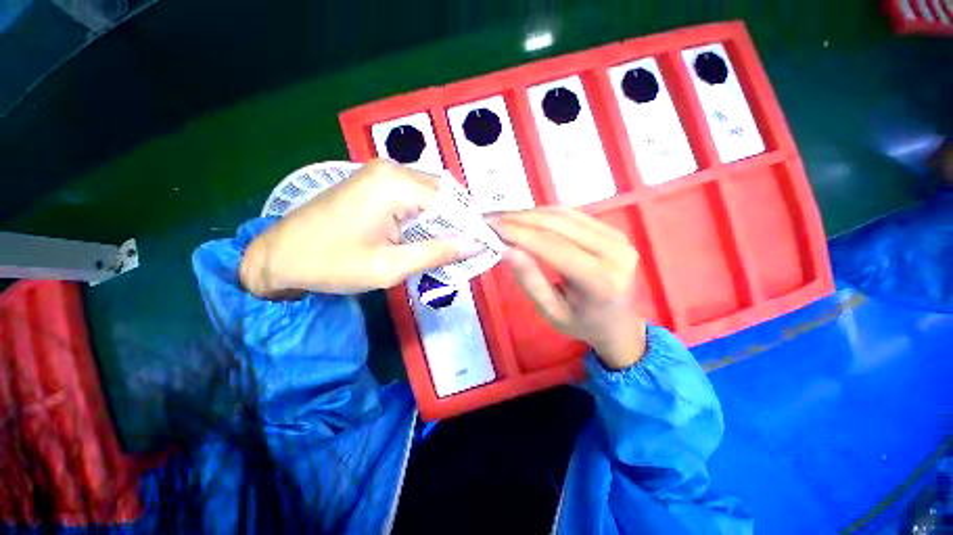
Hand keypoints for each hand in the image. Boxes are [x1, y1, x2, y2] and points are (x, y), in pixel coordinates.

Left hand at [240, 160, 481, 296]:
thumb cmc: (332, 264)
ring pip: (430, 195)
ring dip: (443, 220)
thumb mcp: (390, 267)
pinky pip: (414, 195)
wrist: (280, 255)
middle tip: (466, 250)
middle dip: (458, 222)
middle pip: (443, 194)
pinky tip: (426, 235)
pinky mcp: (375, 182)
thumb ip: (437, 253)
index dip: (470, 225)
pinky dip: (426, 216)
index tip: (482, 247)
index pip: (451, 201)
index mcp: (395, 185)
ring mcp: (381, 172)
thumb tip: (476, 245)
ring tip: (448, 246)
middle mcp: (392, 168)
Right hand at [490, 206, 646, 369]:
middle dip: (519, 219)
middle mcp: (615, 251)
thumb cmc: (582, 324)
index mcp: (601, 280)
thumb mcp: (550, 311)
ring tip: (502, 217)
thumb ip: (529, 279)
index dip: (518, 233)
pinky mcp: (612, 229)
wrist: (619, 323)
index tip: (490, 226)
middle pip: (557, 224)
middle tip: (490, 219)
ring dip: (528, 213)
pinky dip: (543, 213)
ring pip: (563, 214)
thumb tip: (505, 248)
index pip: (552, 246)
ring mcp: (617, 236)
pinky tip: (524, 218)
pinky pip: (571, 214)